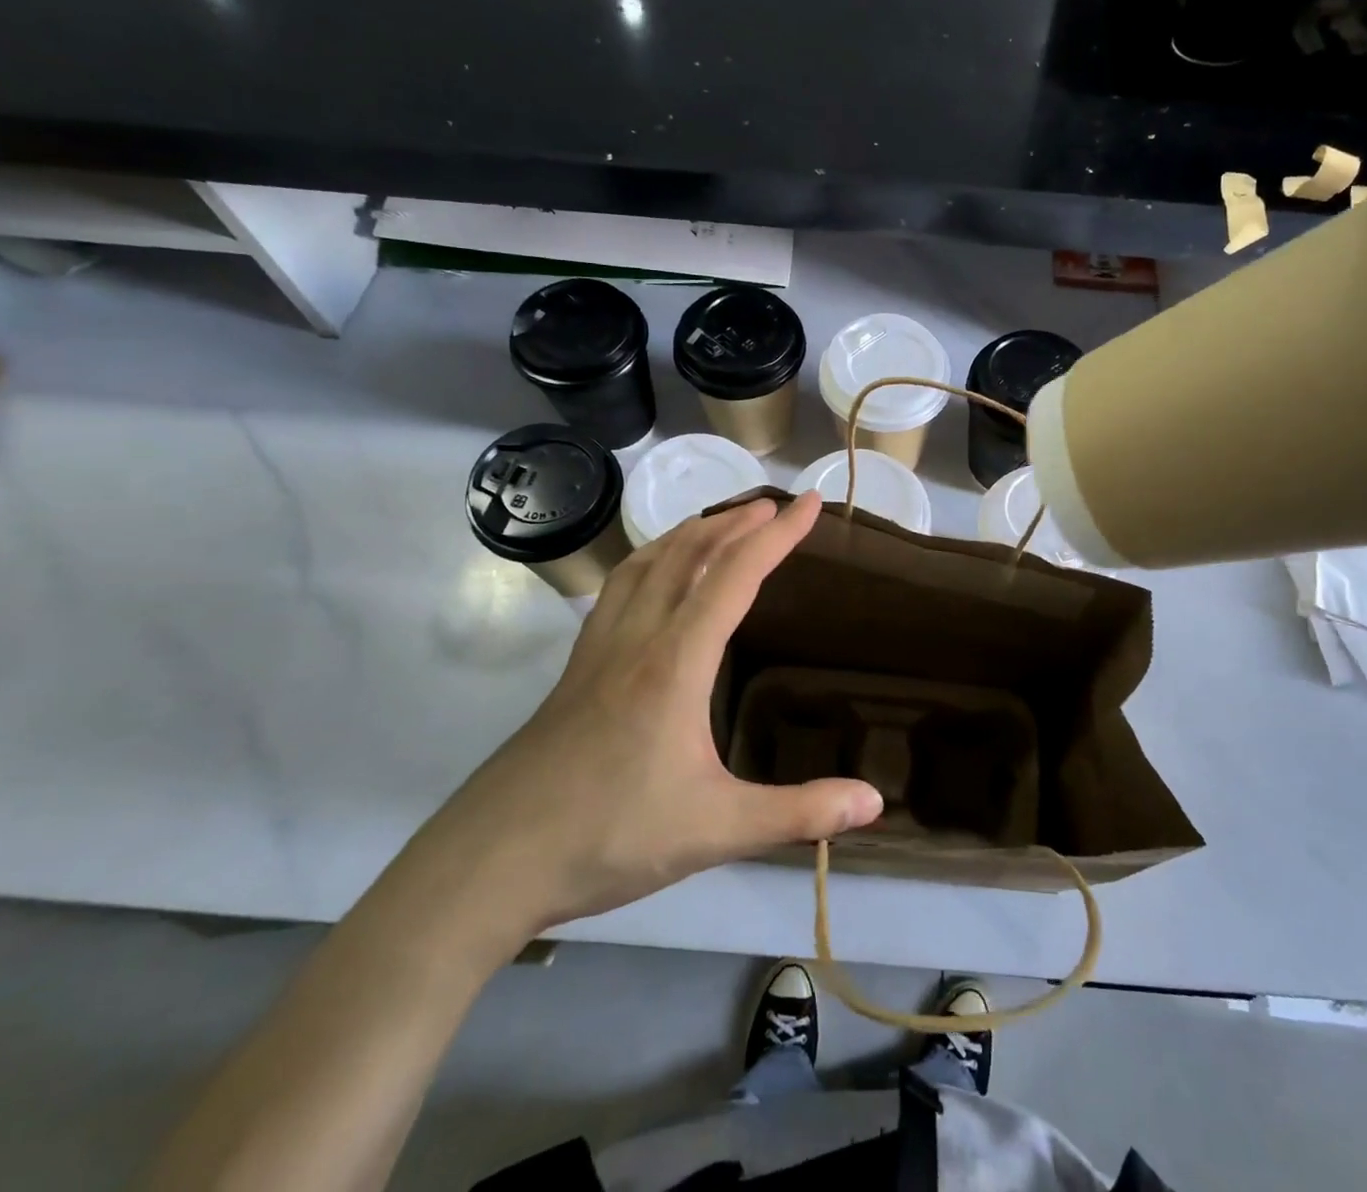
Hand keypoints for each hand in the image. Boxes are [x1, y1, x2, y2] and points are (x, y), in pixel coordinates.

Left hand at [407, 492, 883, 948]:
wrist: (491, 862)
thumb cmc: (609, 837)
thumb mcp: (716, 831)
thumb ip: (798, 813)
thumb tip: (875, 803)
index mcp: (676, 662)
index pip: (735, 575)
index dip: (778, 535)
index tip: (811, 504)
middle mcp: (637, 638)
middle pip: (688, 553)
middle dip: (735, 521)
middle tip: (773, 506)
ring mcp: (599, 650)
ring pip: (646, 563)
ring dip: (690, 532)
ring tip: (721, 523)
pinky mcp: (575, 669)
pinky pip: (618, 589)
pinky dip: (649, 560)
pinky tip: (654, 576)